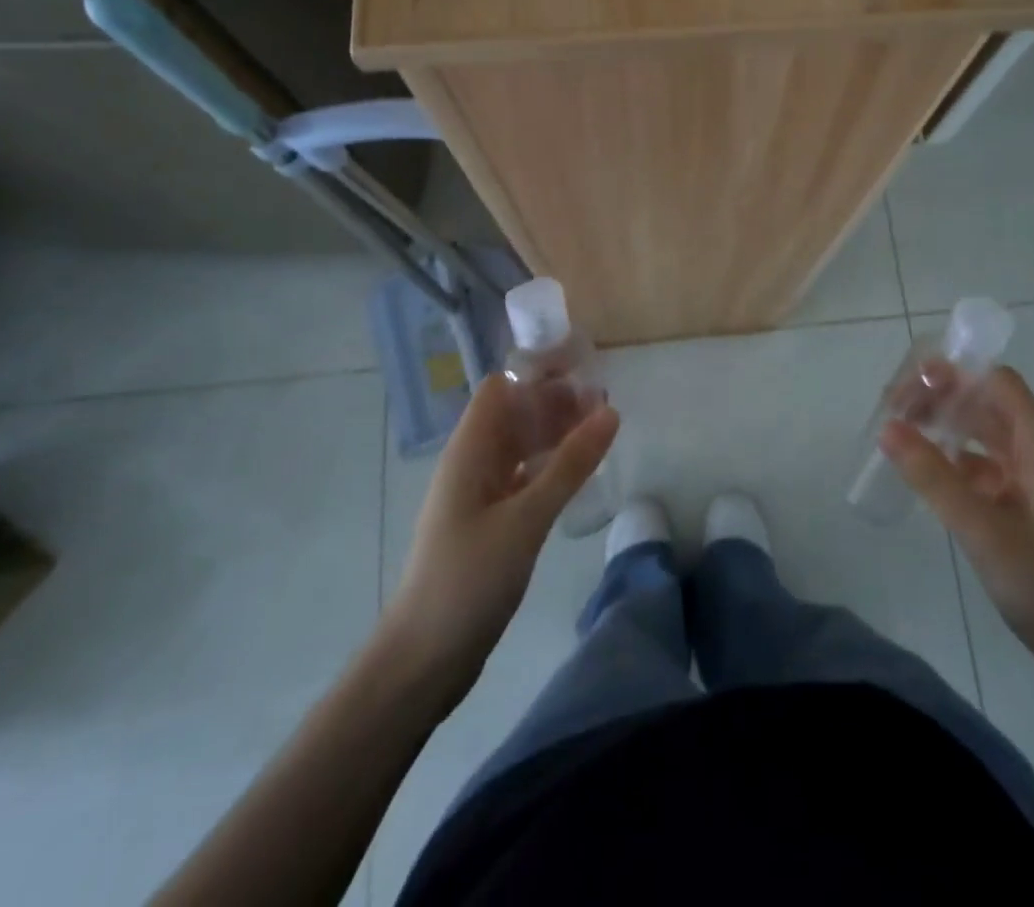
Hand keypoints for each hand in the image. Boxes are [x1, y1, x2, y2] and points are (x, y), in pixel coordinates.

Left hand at [378, 373, 617, 703]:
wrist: (423, 659)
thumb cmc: (468, 579)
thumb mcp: (526, 519)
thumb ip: (570, 465)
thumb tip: (609, 411)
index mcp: (469, 451)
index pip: (501, 388)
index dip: (538, 374)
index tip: (584, 372)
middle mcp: (471, 464)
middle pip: (513, 414)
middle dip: (555, 403)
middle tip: (605, 404)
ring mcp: (478, 494)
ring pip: (520, 446)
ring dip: (555, 434)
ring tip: (601, 433)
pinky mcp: (488, 522)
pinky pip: (522, 477)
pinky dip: (549, 467)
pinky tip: (578, 474)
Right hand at [880, 366, 1033, 687]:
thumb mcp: (983, 531)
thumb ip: (934, 477)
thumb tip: (887, 426)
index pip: (996, 382)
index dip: (954, 374)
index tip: (908, 387)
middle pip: (987, 404)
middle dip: (942, 398)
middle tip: (893, 411)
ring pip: (985, 437)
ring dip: (946, 429)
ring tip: (901, 436)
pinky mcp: (1027, 512)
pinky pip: (986, 470)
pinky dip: (955, 464)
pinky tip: (928, 479)